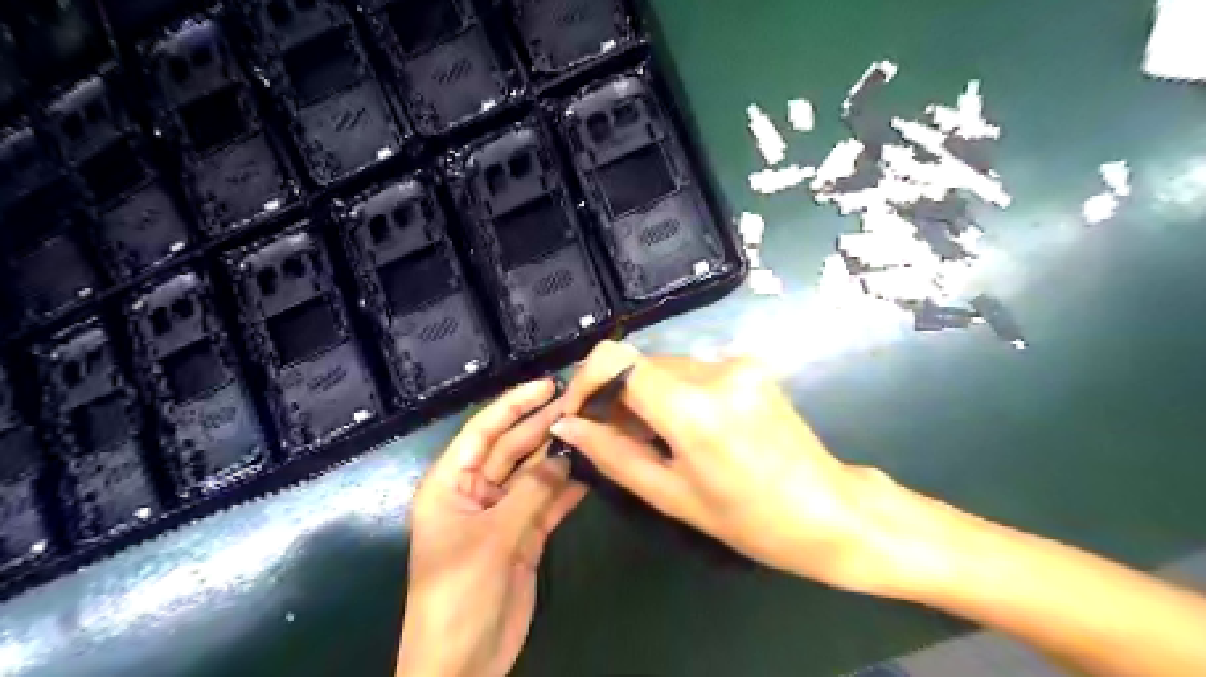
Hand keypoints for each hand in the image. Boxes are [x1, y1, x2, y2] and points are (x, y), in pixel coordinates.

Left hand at [398, 381, 587, 676]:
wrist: (462, 664)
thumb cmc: (458, 594)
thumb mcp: (492, 538)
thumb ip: (531, 492)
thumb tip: (566, 452)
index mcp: (450, 484)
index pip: (483, 431)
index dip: (514, 404)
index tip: (548, 384)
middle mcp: (476, 492)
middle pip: (513, 449)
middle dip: (543, 426)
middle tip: (581, 402)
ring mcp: (502, 514)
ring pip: (534, 474)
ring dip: (560, 455)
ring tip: (592, 429)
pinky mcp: (524, 536)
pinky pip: (548, 503)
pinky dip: (568, 488)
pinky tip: (592, 470)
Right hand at [549, 342, 898, 594]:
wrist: (830, 511)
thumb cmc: (749, 519)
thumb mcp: (671, 495)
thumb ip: (613, 454)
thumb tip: (567, 425)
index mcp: (692, 407)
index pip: (616, 360)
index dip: (586, 380)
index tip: (580, 413)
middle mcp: (714, 370)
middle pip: (639, 363)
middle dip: (615, 395)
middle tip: (613, 437)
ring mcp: (736, 363)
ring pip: (665, 366)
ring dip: (645, 395)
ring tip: (652, 438)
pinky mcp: (750, 366)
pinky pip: (693, 370)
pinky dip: (674, 393)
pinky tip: (685, 428)